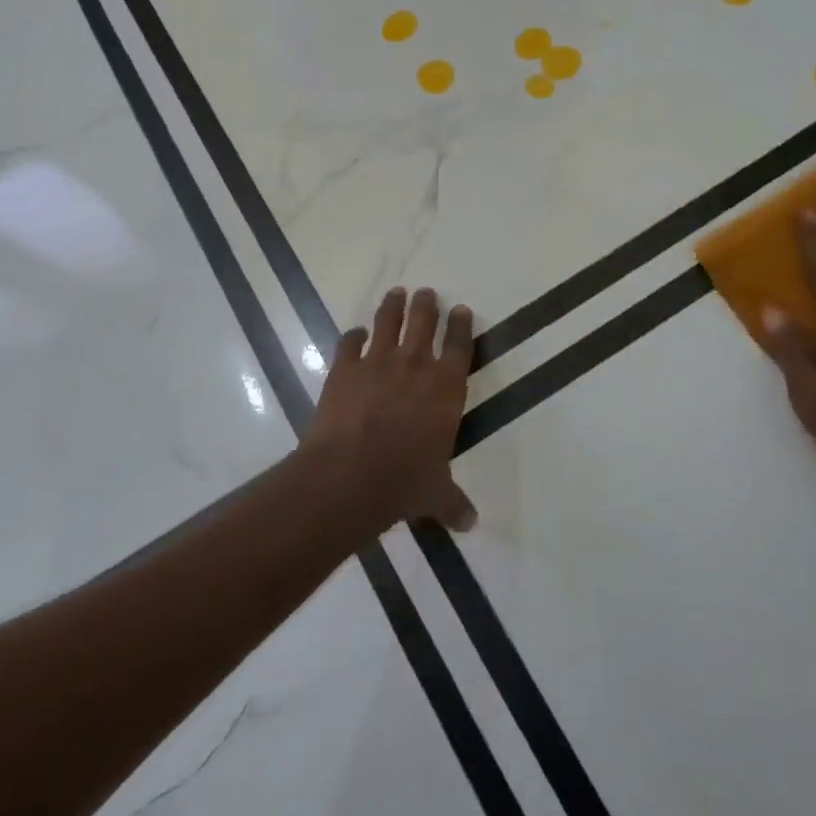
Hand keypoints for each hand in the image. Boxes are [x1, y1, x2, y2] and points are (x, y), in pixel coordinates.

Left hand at [298, 288, 478, 537]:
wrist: (350, 474)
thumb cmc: (404, 482)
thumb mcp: (436, 495)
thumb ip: (453, 503)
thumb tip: (471, 523)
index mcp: (446, 389)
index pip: (460, 347)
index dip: (462, 326)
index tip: (462, 309)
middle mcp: (415, 366)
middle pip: (424, 322)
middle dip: (427, 305)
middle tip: (427, 292)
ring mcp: (377, 363)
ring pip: (388, 322)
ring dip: (393, 306)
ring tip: (396, 293)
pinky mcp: (344, 368)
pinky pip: (349, 343)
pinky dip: (352, 337)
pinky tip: (353, 334)